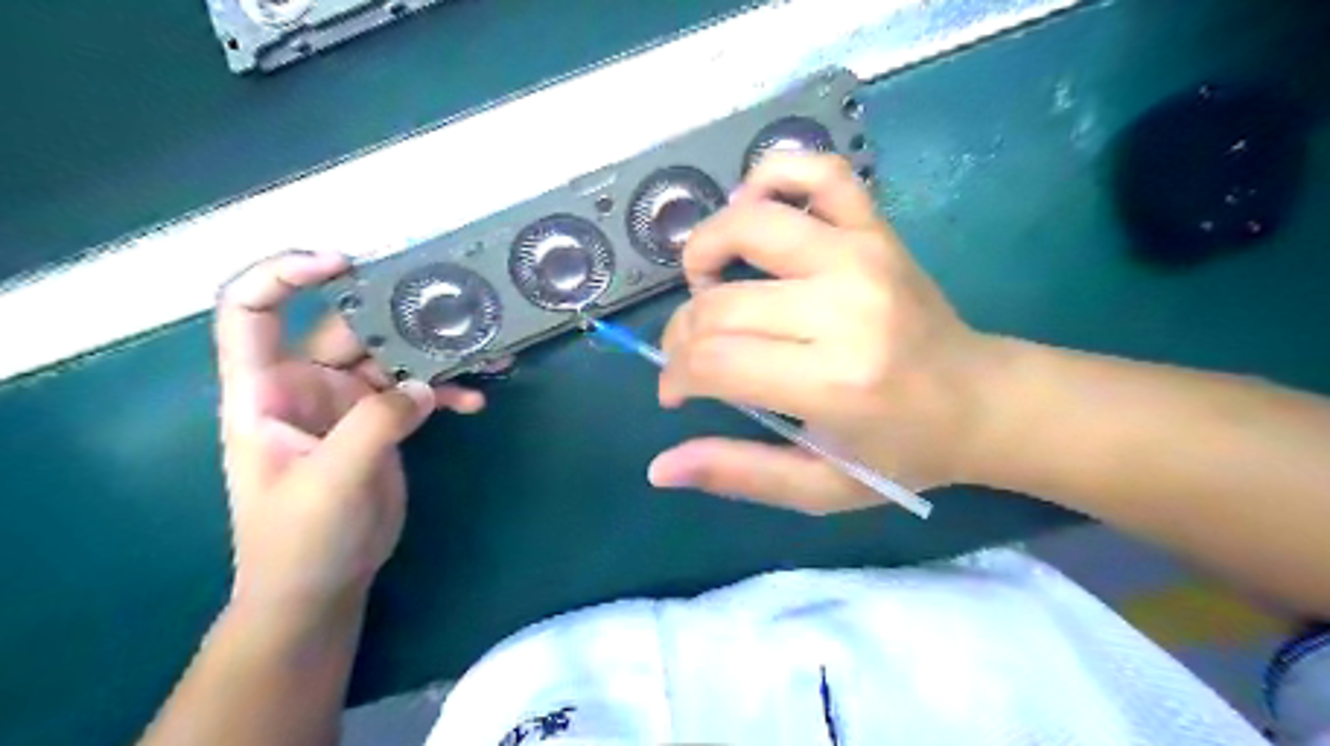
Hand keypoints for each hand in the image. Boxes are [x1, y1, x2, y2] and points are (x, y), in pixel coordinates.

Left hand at [217, 250, 487, 618]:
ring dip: (437, 355)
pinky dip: (447, 392)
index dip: (283, 274)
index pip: (251, 311)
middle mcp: (306, 386)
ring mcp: (350, 404)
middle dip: (399, 317)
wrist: (322, 586)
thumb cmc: (300, 538)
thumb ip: (375, 424)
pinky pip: (419, 392)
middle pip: (349, 329)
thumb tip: (423, 385)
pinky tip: (475, 402)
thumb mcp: (331, 480)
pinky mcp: (384, 423)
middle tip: (454, 310)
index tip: (341, 263)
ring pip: (395, 358)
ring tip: (485, 355)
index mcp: (265, 390)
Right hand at [652, 151, 1002, 513]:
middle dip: (682, 333)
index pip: (714, 361)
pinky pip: (817, 171)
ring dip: (705, 248)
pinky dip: (772, 177)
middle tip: (690, 356)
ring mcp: (863, 255)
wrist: (981, 400)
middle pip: (720, 303)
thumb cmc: (901, 453)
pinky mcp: (877, 229)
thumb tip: (660, 468)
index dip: (676, 376)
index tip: (677, 392)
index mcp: (833, 381)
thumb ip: (738, 474)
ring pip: (750, 222)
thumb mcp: (820, 487)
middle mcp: (844, 307)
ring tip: (708, 282)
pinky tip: (754, 211)